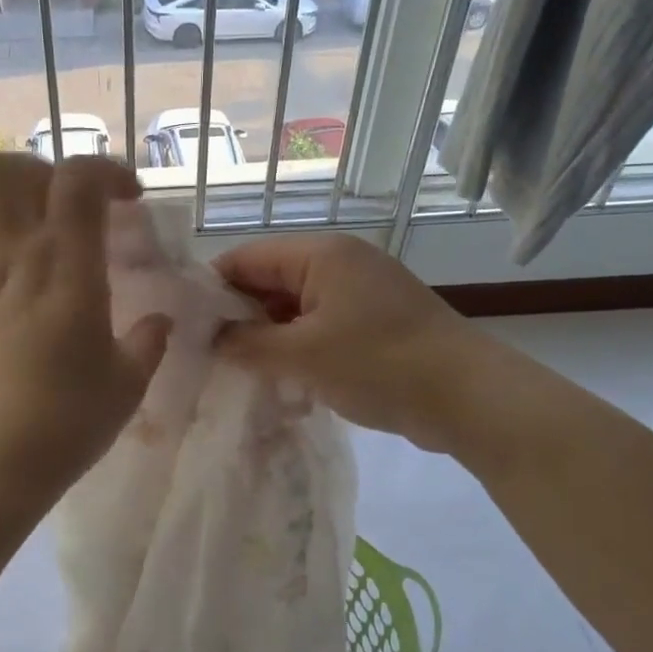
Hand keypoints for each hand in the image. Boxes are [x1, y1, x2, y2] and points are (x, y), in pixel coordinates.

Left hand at [0, 154, 169, 501]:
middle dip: (43, 170)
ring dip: (11, 198)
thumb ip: (148, 342)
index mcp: (66, 269)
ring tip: (43, 230)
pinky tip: (23, 279)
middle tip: (74, 205)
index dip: (107, 171)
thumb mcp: (127, 383)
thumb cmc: (68, 420)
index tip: (131, 200)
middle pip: (5, 170)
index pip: (76, 181)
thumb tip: (159, 322)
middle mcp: (16, 259)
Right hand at [213, 234, 471, 450]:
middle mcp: (340, 264)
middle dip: (238, 317)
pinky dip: (297, 348)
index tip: (183, 326)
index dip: (211, 289)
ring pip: (295, 308)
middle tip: (206, 356)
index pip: (246, 258)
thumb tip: (210, 338)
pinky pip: (320, 327)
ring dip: (268, 337)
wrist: (469, 397)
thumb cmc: (379, 364)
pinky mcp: (374, 323)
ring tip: (237, 372)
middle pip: (270, 282)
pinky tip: (280, 379)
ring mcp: (360, 293)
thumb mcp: (302, 355)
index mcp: (321, 255)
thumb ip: (248, 343)